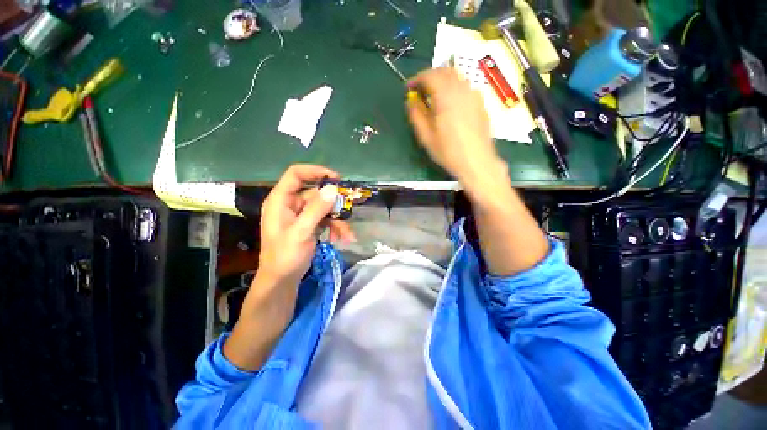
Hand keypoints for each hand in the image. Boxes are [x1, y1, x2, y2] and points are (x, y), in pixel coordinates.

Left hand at [257, 164, 353, 288]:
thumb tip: (333, 188)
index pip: (296, 174)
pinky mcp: (309, 224)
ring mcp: (301, 215)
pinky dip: (335, 226)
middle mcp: (291, 204)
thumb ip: (317, 209)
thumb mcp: (302, 232)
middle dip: (333, 202)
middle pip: (315, 192)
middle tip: (348, 209)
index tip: (336, 179)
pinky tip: (342, 238)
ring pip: (324, 207)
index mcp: (281, 200)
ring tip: (346, 233)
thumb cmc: (286, 256)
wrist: (282, 280)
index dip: (316, 171)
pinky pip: (325, 219)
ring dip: (337, 219)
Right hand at [406, 68, 502, 186]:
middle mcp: (462, 90)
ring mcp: (474, 95)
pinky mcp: (480, 103)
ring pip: (456, 77)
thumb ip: (416, 115)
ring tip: (433, 97)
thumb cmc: (448, 152)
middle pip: (444, 71)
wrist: (476, 161)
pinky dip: (453, 88)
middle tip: (419, 91)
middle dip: (429, 77)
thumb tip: (410, 101)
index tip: (408, 89)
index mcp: (446, 96)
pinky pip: (465, 87)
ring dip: (441, 81)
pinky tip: (449, 103)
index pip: (429, 75)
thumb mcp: (426, 137)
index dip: (416, 79)